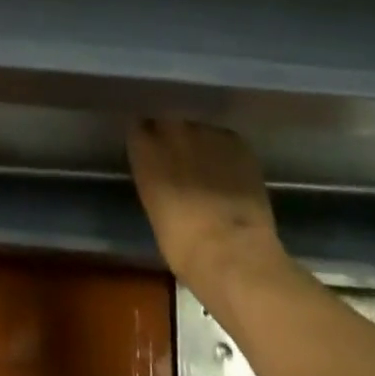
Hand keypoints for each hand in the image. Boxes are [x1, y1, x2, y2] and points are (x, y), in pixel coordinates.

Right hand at [127, 117, 283, 288]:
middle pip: (169, 122)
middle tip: (181, 160)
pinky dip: (225, 153)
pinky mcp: (235, 140)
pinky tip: (231, 174)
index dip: (147, 141)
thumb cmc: (184, 246)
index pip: (139, 128)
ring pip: (199, 130)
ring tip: (210, 168)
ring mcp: (206, 131)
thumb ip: (155, 177)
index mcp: (146, 149)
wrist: (233, 253)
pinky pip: (225, 140)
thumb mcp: (156, 209)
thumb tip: (163, 173)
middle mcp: (173, 130)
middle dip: (172, 137)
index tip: (152, 153)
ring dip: (200, 144)